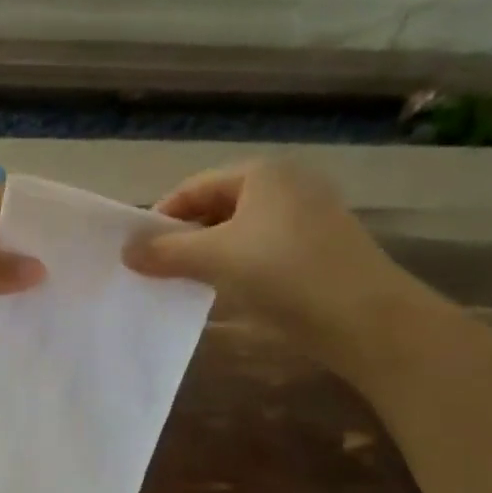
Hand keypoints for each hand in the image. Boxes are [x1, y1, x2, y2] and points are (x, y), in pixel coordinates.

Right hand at [123, 161, 436, 376]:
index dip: (162, 216)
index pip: (194, 187)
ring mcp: (307, 218)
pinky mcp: (317, 250)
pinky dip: (237, 267)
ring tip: (185, 283)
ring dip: (209, 256)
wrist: (365, 319)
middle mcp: (287, 186)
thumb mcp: (216, 258)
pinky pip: (262, 251)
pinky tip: (225, 293)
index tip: (138, 251)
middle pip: (217, 208)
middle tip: (157, 270)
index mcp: (262, 174)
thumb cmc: (284, 273)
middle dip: (185, 238)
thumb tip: (126, 251)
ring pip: (240, 232)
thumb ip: (167, 251)